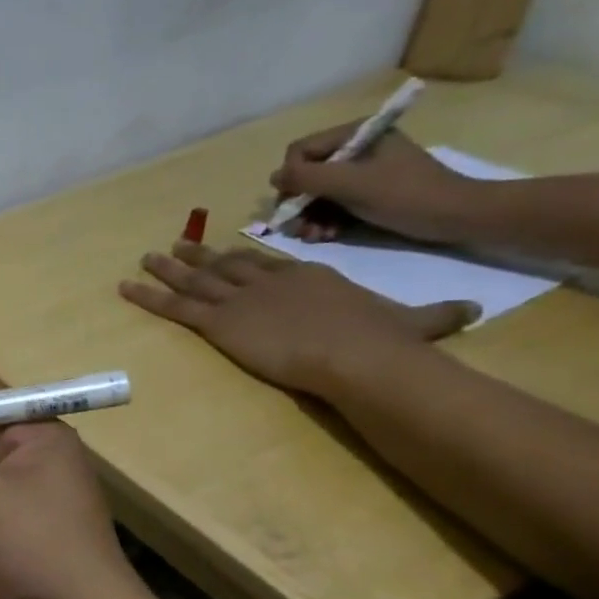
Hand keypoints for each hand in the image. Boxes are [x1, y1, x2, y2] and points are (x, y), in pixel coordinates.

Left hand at [120, 241, 478, 394]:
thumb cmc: (384, 340)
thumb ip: (436, 315)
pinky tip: (125, 287)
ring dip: (168, 268)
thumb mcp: (415, 322)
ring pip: (194, 279)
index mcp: (308, 277)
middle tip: (176, 246)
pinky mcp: (217, 321)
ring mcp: (238, 299)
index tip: (227, 253)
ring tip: (147, 258)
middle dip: (199, 256)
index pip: (267, 264)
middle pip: (225, 265)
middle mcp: (267, 281)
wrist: (357, 353)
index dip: (243, 258)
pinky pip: (173, 306)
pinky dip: (147, 296)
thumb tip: (473, 310)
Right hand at [273, 124, 478, 242]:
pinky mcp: (367, 193)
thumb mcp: (352, 183)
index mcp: (356, 134)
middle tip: (299, 228)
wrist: (460, 217)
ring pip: (314, 193)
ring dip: (308, 217)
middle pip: (305, 175)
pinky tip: (326, 236)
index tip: (295, 204)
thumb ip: (307, 177)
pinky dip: (323, 221)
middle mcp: (355, 149)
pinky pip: (330, 204)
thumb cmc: (407, 195)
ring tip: (314, 236)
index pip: (300, 151)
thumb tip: (274, 177)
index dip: (292, 178)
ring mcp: (361, 172)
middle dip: (299, 204)